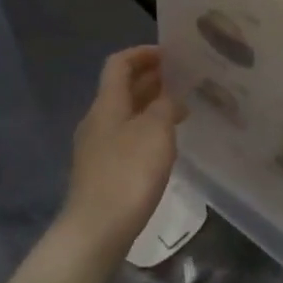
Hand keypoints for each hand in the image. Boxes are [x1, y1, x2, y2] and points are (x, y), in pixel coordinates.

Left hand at [58, 47, 185, 260]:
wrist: (97, 228)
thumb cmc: (128, 174)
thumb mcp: (156, 132)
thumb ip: (166, 106)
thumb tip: (171, 96)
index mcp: (107, 104)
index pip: (119, 64)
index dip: (143, 53)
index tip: (171, 54)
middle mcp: (98, 120)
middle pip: (122, 89)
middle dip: (151, 79)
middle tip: (185, 80)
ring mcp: (97, 147)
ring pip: (126, 114)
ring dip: (151, 106)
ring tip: (182, 109)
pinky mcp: (103, 171)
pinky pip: (126, 138)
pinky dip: (147, 131)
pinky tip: (166, 145)